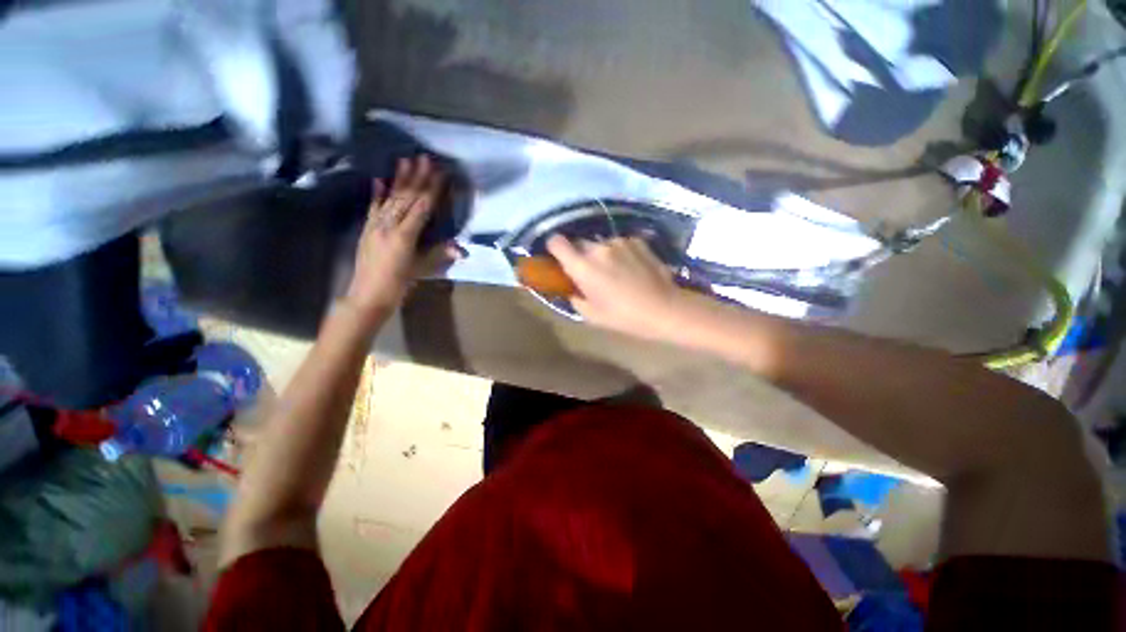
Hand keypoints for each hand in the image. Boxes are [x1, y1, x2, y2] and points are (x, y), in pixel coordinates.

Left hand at [345, 156, 460, 315]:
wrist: (367, 295)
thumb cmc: (399, 285)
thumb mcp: (421, 270)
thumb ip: (439, 255)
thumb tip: (461, 249)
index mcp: (405, 236)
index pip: (421, 207)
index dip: (432, 190)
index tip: (439, 173)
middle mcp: (388, 225)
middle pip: (406, 198)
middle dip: (416, 177)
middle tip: (424, 157)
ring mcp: (375, 225)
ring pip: (390, 198)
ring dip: (399, 179)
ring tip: (405, 160)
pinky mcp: (366, 229)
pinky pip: (373, 208)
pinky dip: (377, 193)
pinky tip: (379, 180)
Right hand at [546, 235, 694, 340]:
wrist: (664, 308)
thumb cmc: (624, 317)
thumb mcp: (591, 315)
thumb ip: (574, 297)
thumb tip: (571, 288)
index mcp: (582, 266)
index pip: (556, 242)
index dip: (554, 248)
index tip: (559, 258)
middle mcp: (598, 248)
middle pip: (579, 243)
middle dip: (580, 255)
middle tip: (590, 273)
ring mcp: (619, 242)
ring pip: (601, 244)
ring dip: (602, 255)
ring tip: (616, 273)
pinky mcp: (637, 241)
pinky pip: (620, 244)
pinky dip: (620, 253)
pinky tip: (632, 268)